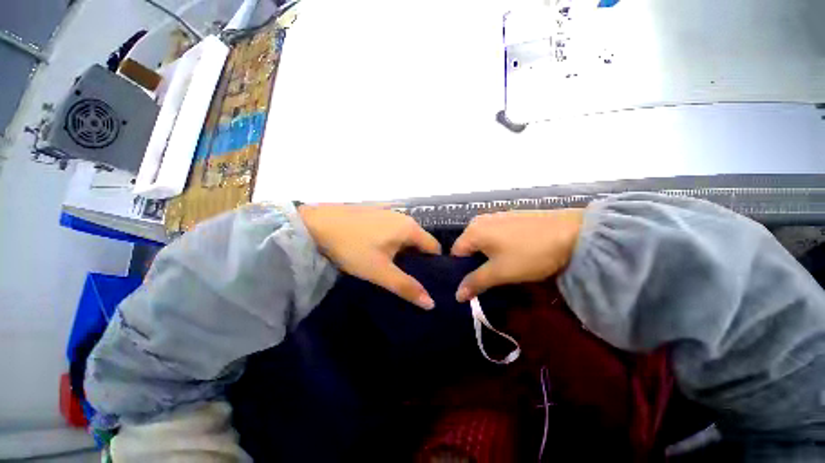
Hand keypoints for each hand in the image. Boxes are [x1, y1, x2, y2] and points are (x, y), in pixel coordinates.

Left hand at [299, 204, 440, 309]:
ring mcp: (389, 213)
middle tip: (410, 279)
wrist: (317, 224)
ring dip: (404, 253)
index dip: (434, 265)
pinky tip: (380, 254)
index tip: (428, 281)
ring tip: (395, 270)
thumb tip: (431, 303)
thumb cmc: (353, 248)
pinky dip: (392, 244)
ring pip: (405, 237)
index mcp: (410, 228)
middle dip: (417, 260)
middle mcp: (403, 217)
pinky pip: (393, 231)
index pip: (434, 248)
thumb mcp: (380, 271)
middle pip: (420, 242)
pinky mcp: (376, 214)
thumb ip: (406, 287)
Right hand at [451, 209, 583, 301]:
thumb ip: (475, 282)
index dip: (461, 271)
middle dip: (475, 265)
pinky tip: (513, 256)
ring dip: (487, 258)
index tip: (472, 285)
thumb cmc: (530, 253)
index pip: (455, 254)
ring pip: (483, 242)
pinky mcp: (511, 218)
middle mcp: (480, 220)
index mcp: (473, 230)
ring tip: (502, 270)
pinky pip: (495, 236)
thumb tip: (456, 295)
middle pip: (469, 247)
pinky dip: (498, 248)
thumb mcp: (500, 272)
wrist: (574, 233)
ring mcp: (496, 217)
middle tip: (488, 280)